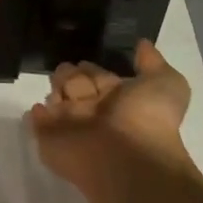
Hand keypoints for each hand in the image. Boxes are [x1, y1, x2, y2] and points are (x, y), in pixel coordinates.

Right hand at [28, 40, 192, 191]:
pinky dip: (37, 116)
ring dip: (55, 90)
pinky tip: (38, 108)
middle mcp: (94, 112)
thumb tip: (142, 43)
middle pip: (74, 84)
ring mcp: (71, 128)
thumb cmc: (146, 118)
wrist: (127, 159)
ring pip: (56, 101)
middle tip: (67, 71)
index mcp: (117, 99)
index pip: (97, 75)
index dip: (91, 68)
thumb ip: (153, 62)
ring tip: (57, 87)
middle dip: (70, 74)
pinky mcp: (50, 142)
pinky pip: (39, 125)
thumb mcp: (165, 84)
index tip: (84, 61)